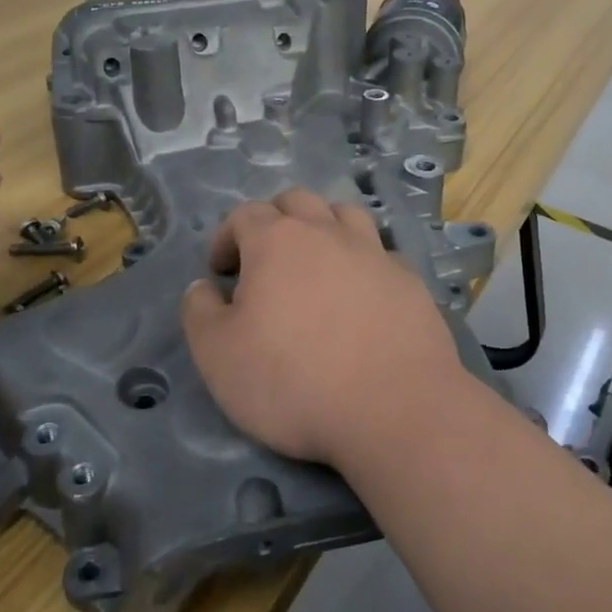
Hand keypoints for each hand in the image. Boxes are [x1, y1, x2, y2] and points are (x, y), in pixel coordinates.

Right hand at [180, 190, 468, 467]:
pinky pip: (382, 253)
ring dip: (323, 227)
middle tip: (264, 260)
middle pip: (298, 201)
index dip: (226, 237)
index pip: (245, 214)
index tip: (221, 271)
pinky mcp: (410, 280)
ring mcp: (375, 253)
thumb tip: (203, 287)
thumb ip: (200, 312)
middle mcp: (328, 233)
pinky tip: (362, 294)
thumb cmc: (293, 381)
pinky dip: (364, 262)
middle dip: (274, 219)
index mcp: (278, 241)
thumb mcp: (218, 356)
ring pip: (346, 215)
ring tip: (315, 264)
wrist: (394, 410)